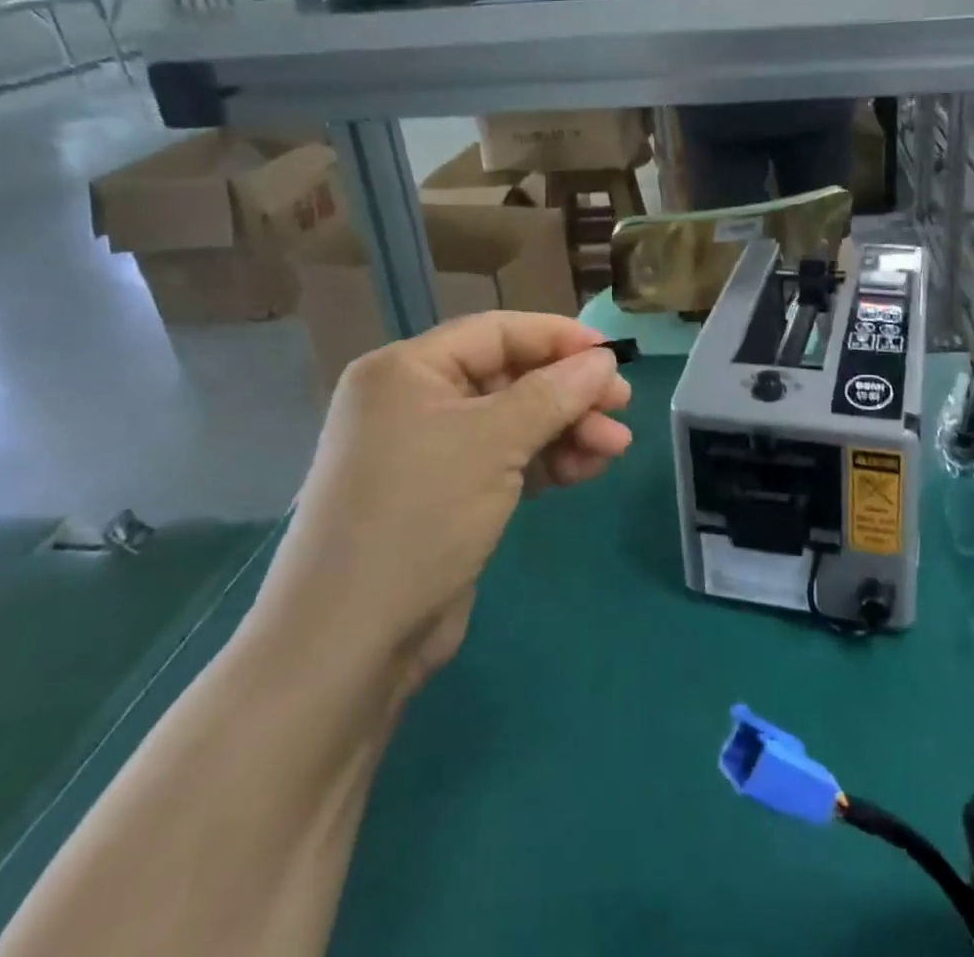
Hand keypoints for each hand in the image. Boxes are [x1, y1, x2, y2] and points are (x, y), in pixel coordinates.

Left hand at [248, 313, 632, 693]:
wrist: (351, 641)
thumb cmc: (419, 516)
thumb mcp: (492, 443)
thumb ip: (552, 394)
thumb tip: (602, 361)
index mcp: (407, 369)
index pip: (495, 332)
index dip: (557, 338)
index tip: (612, 356)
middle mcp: (415, 400)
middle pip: (509, 377)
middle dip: (568, 391)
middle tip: (622, 405)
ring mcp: (429, 450)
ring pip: (513, 420)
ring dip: (566, 428)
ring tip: (616, 447)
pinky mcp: (446, 494)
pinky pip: (506, 459)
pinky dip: (546, 460)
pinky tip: (588, 469)